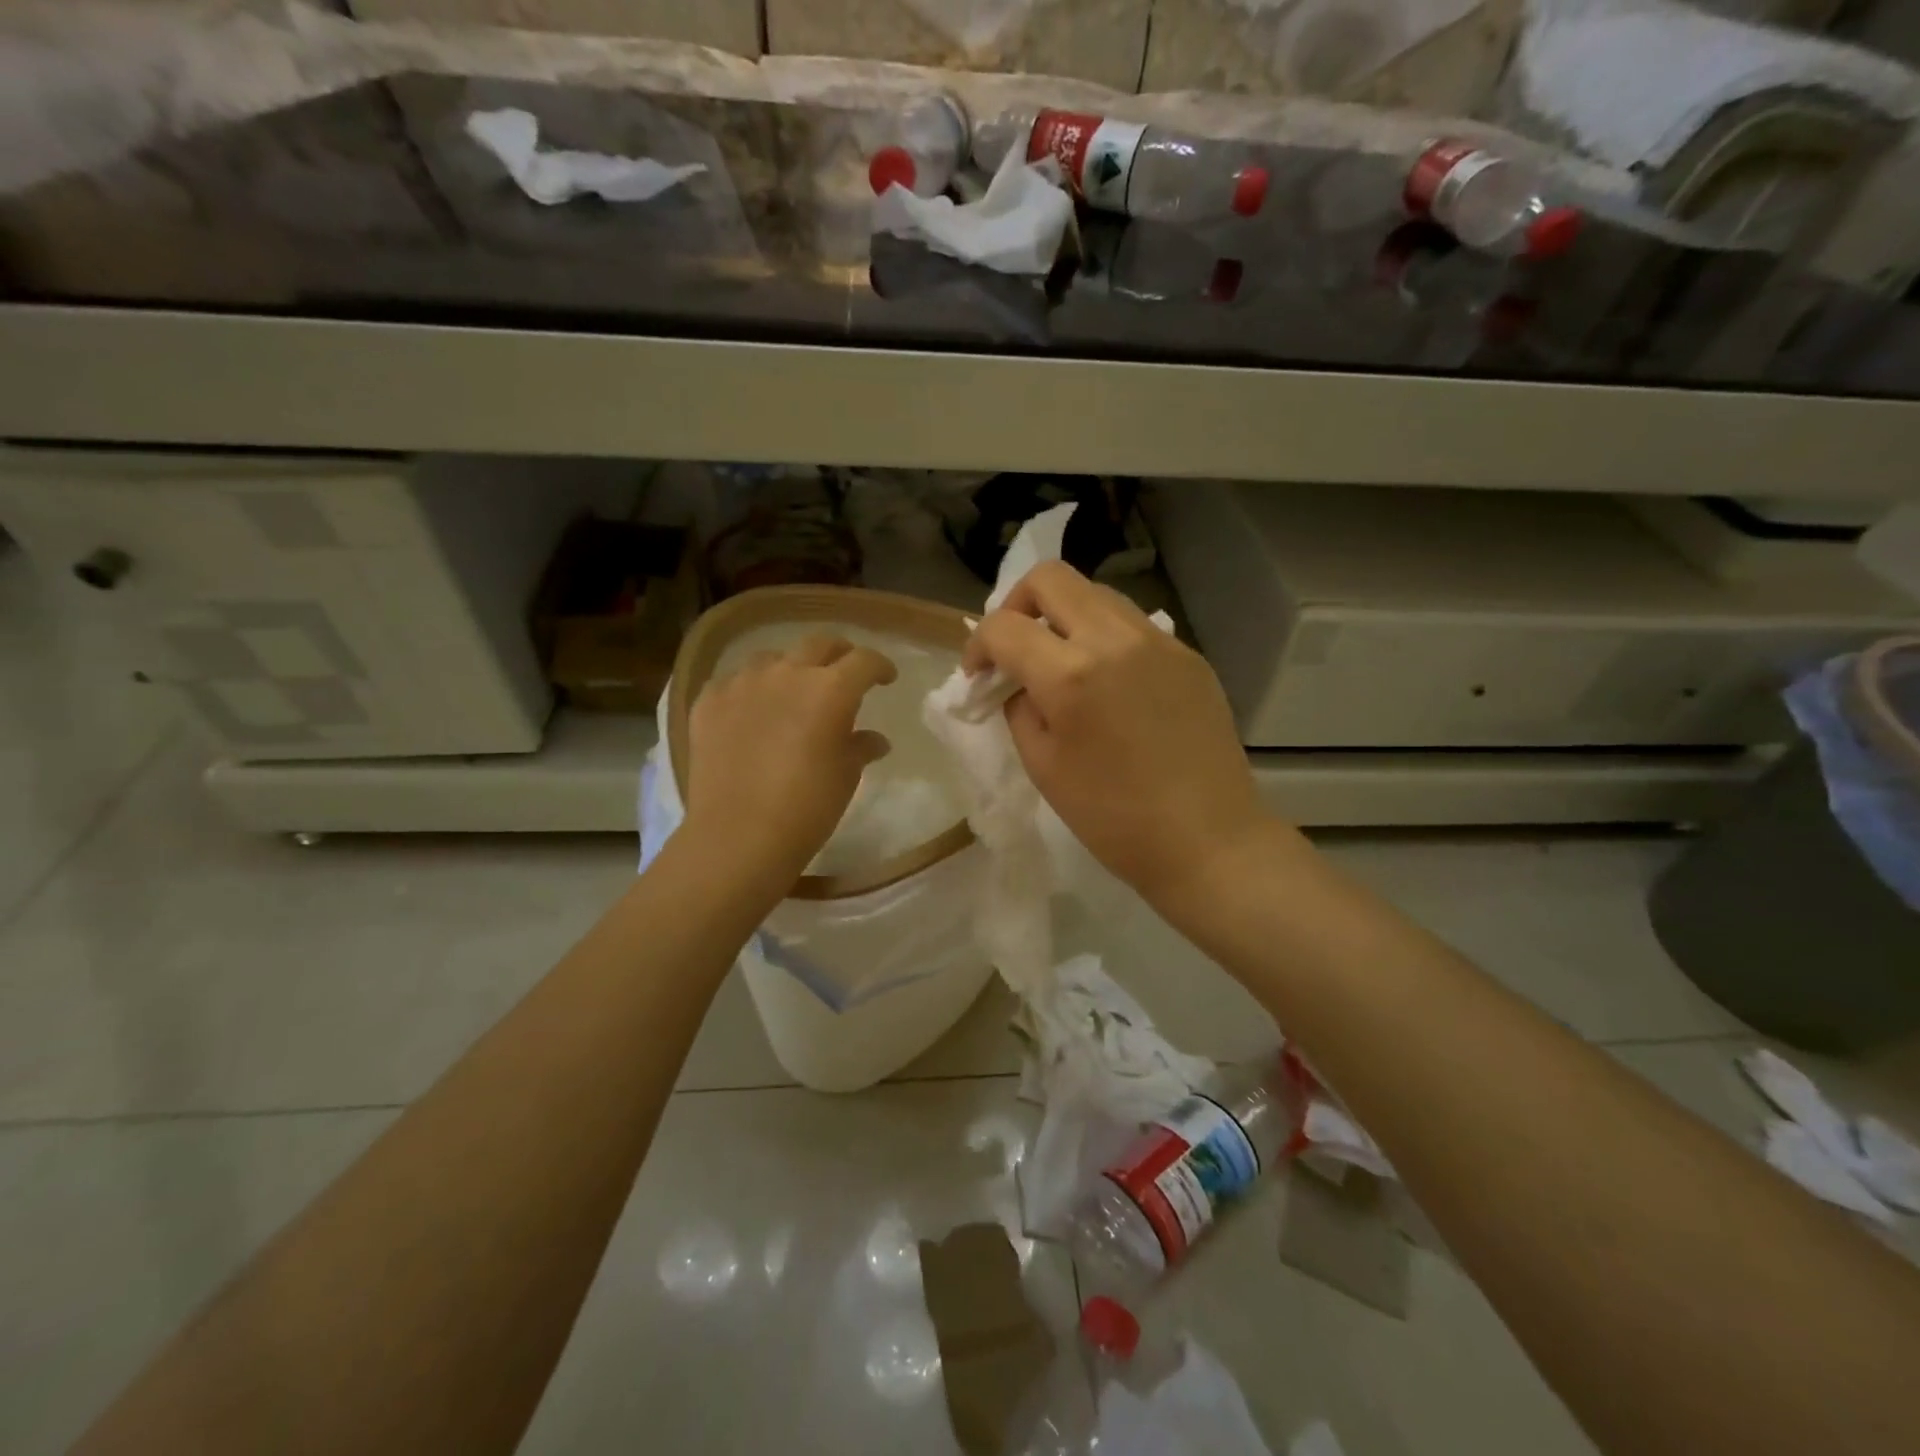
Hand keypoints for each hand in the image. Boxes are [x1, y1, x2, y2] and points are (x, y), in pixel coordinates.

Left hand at [684, 634, 896, 888]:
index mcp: (830, 690)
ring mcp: (743, 683)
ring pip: (773, 658)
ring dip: (791, 668)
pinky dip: (751, 690)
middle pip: (819, 644)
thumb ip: (860, 747)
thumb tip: (874, 740)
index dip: (879, 666)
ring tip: (793, 691)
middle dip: (839, 654)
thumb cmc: (806, 809)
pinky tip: (752, 711)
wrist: (738, 837)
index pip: (864, 661)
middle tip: (845, 673)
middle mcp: (787, 673)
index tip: (886, 679)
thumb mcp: (845, 777)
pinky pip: (735, 681)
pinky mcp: (708, 701)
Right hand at [964, 562, 1267, 907]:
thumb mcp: (1043, 768)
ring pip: (1095, 593)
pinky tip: (1109, 682)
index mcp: (1070, 674)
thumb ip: (1020, 709)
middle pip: (1050, 578)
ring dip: (1063, 616)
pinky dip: (1104, 637)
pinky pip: (1132, 624)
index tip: (979, 676)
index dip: (977, 647)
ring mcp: (1158, 641)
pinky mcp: (1187, 654)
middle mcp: (1114, 639)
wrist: (1207, 840)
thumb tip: (1019, 682)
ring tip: (1061, 662)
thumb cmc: (1114, 818)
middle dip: (1016, 605)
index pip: (1003, 626)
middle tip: (1015, 649)